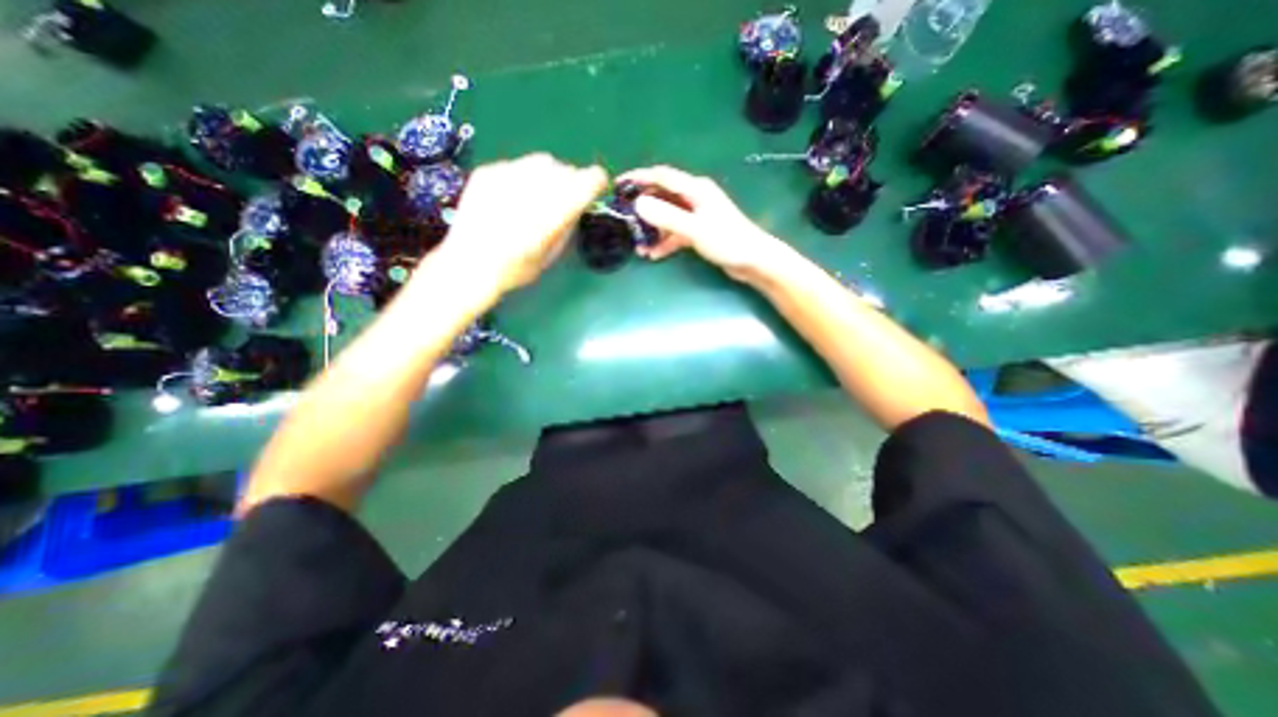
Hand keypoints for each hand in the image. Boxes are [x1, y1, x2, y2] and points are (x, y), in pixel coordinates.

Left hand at [424, 153, 608, 299]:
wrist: (469, 265)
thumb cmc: (516, 269)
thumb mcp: (551, 254)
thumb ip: (567, 225)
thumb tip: (578, 204)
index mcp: (553, 214)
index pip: (587, 181)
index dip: (596, 181)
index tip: (597, 186)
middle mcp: (533, 189)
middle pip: (566, 170)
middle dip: (572, 181)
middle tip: (566, 198)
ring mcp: (507, 176)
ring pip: (543, 161)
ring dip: (550, 175)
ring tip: (540, 195)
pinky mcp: (488, 172)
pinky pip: (518, 164)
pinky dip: (524, 176)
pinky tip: (514, 196)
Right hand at [619, 164, 779, 280]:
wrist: (752, 260)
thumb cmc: (727, 241)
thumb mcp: (694, 229)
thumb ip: (667, 217)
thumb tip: (639, 205)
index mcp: (695, 189)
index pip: (661, 177)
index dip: (639, 178)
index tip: (618, 185)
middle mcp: (694, 198)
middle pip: (662, 197)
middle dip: (642, 208)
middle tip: (624, 220)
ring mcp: (696, 215)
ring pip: (667, 217)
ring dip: (652, 230)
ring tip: (637, 246)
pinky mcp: (698, 231)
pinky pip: (675, 233)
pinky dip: (664, 242)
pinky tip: (653, 255)